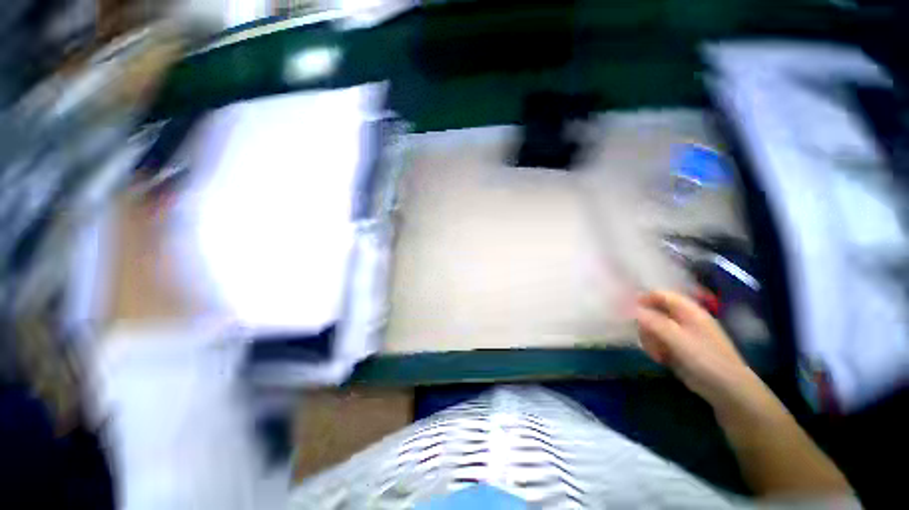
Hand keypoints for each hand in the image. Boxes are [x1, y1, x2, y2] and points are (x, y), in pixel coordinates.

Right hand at [635, 290, 765, 407]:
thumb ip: (652, 322)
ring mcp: (680, 333)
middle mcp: (683, 318)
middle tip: (644, 337)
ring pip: (652, 327)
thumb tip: (627, 307)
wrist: (727, 390)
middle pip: (652, 311)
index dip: (641, 298)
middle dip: (644, 323)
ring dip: (649, 338)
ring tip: (655, 352)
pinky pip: (657, 340)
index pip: (659, 294)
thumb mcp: (677, 339)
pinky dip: (654, 347)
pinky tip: (659, 358)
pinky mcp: (677, 347)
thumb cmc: (705, 359)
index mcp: (688, 310)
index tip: (624, 308)